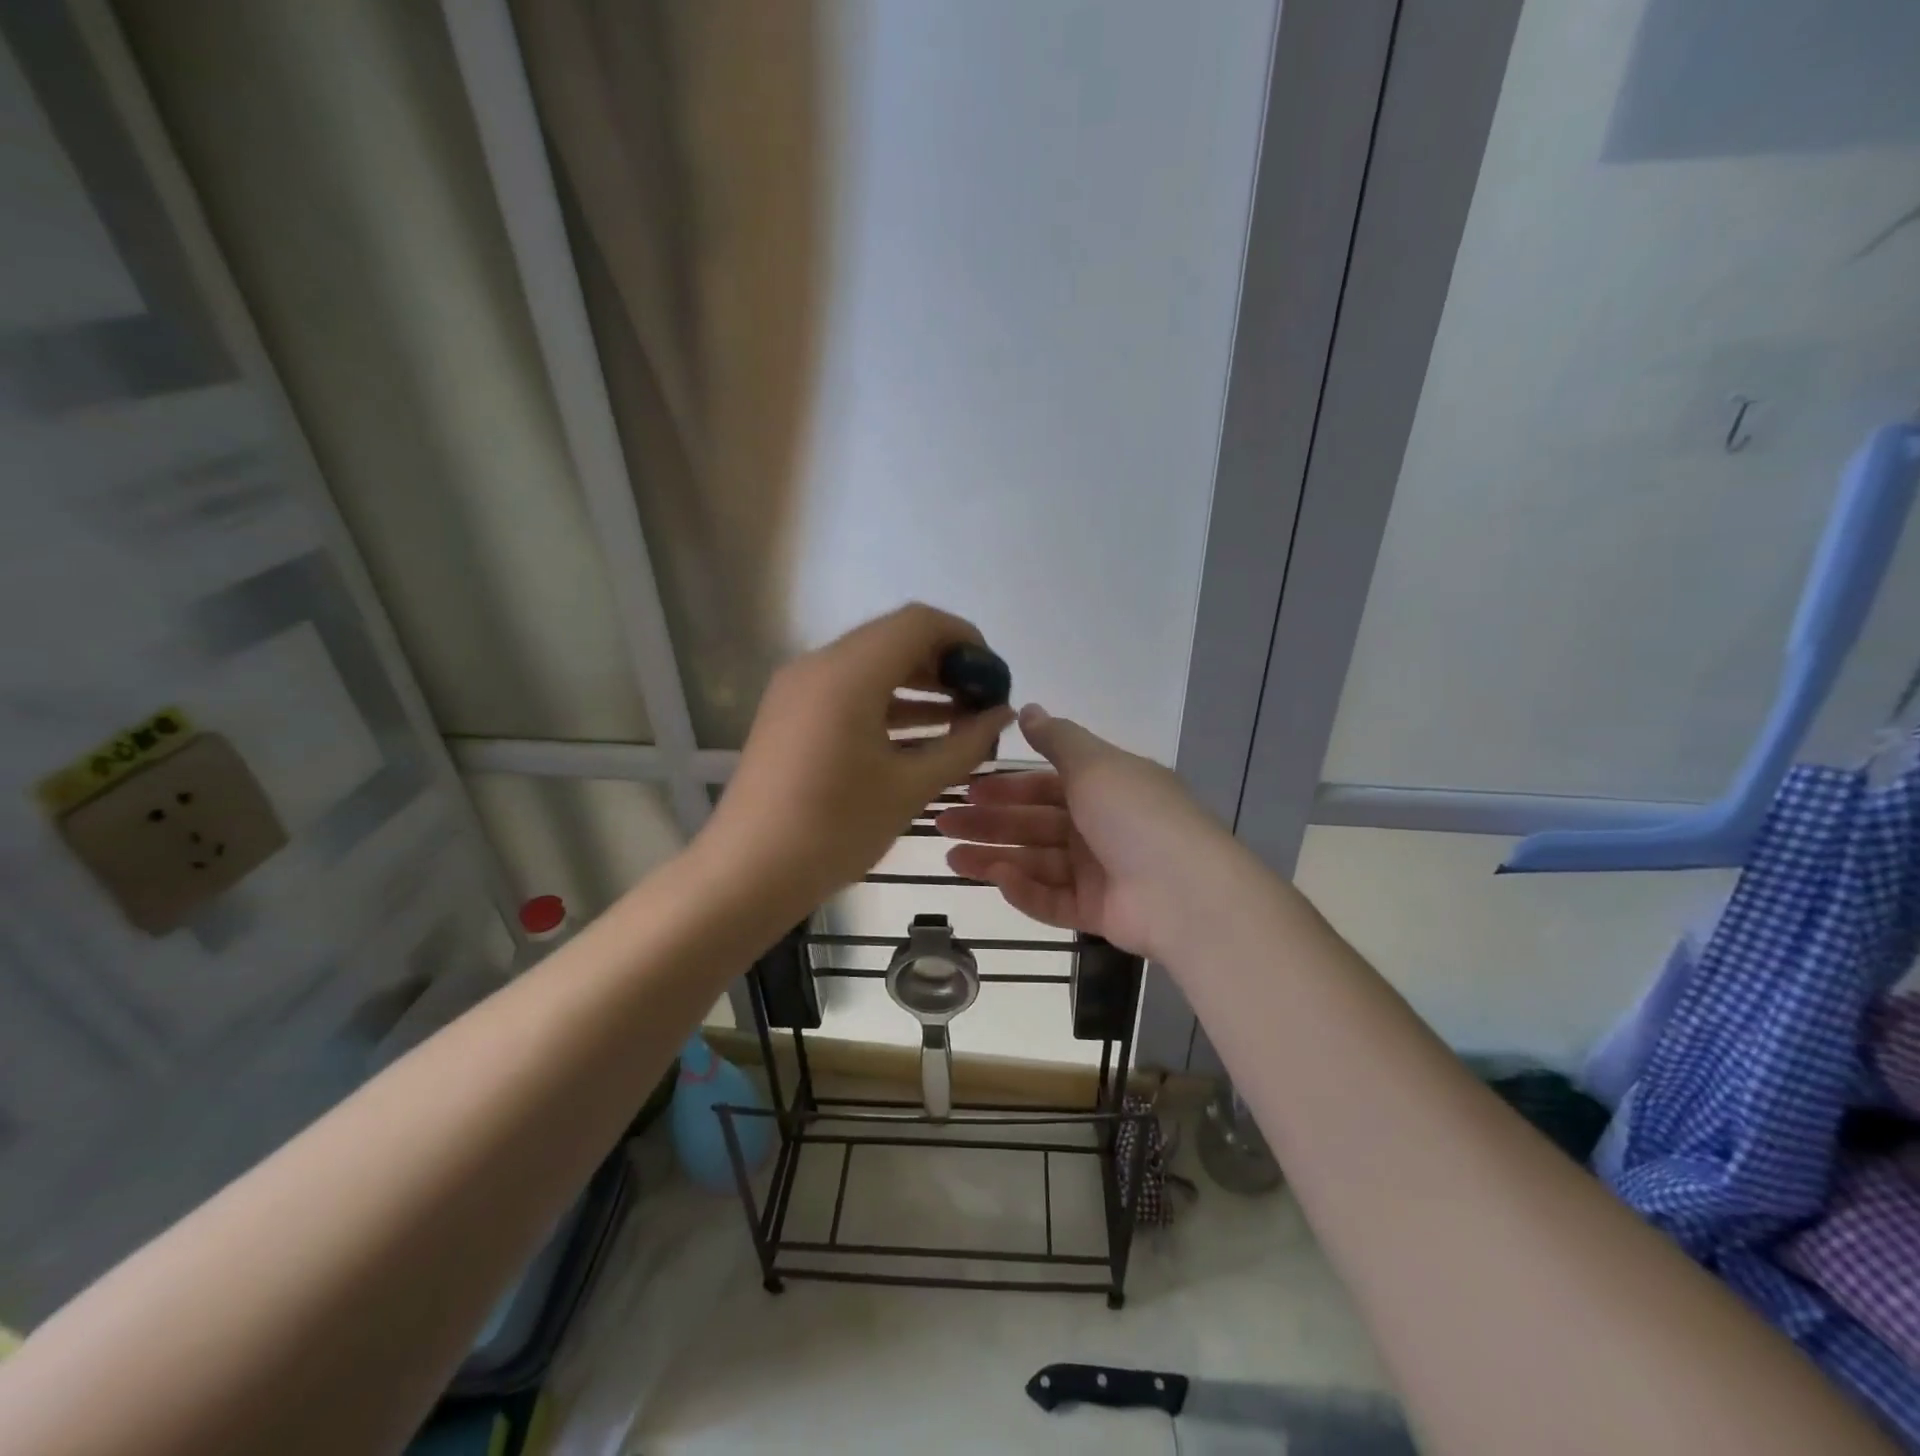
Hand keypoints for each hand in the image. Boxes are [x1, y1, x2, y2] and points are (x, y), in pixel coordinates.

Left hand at [700, 604, 1014, 911]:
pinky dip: (887, 703)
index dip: (965, 640)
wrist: (748, 873)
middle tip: (981, 703)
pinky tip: (920, 737)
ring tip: (961, 721)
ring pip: (871, 666)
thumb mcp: (910, 787)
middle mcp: (819, 665)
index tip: (993, 678)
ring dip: (918, 686)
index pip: (919, 623)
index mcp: (848, 673)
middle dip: (944, 665)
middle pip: (894, 640)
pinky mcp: (790, 713)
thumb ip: (965, 745)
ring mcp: (799, 688)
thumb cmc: (835, 829)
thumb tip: (1004, 715)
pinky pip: (848, 691)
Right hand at [935, 704, 1232, 960]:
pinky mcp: (1095, 911)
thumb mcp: (1095, 764)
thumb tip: (1028, 709)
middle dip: (989, 823)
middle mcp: (1099, 828)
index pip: (1046, 785)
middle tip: (943, 823)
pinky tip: (996, 879)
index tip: (967, 788)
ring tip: (951, 857)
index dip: (1007, 786)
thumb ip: (1057, 738)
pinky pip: (1051, 899)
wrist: (1185, 892)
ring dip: (994, 857)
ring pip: (1035, 862)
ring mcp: (1098, 872)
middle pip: (1034, 824)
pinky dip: (1024, 889)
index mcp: (1104, 788)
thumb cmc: (1135, 815)